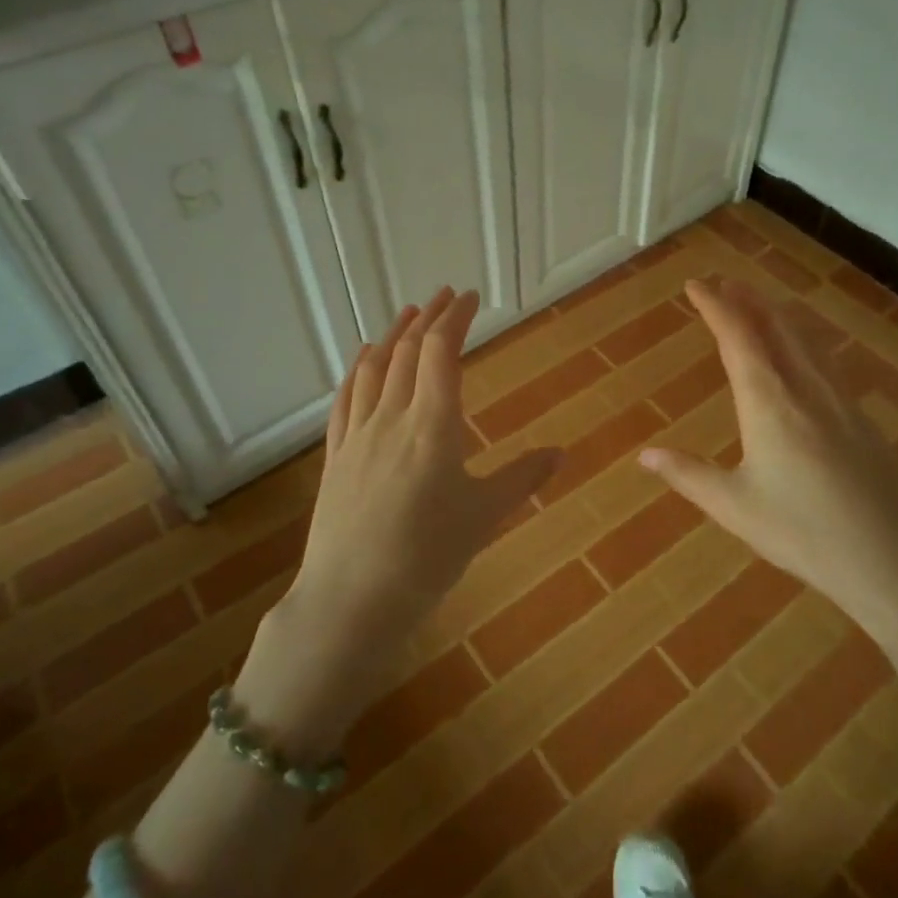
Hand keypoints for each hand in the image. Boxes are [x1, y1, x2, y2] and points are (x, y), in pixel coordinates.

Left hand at [270, 289, 559, 707]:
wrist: (351, 599)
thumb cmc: (427, 557)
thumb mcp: (485, 517)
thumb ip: (524, 478)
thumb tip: (561, 452)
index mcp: (433, 425)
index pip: (441, 352)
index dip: (456, 318)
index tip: (470, 298)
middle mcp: (392, 417)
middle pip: (408, 351)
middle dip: (429, 318)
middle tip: (446, 297)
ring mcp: (358, 434)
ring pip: (374, 368)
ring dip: (393, 335)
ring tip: (408, 315)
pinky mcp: (336, 455)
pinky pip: (346, 397)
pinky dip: (358, 369)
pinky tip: (363, 360)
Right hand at [639, 278, 897, 623]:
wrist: (896, 560)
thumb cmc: (804, 533)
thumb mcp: (734, 507)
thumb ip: (688, 475)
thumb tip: (644, 455)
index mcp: (768, 401)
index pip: (737, 336)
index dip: (714, 306)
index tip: (695, 284)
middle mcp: (804, 387)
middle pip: (774, 325)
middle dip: (746, 299)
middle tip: (723, 282)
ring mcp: (838, 399)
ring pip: (804, 338)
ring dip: (776, 313)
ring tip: (758, 303)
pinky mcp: (859, 418)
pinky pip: (823, 359)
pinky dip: (801, 338)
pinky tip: (803, 353)